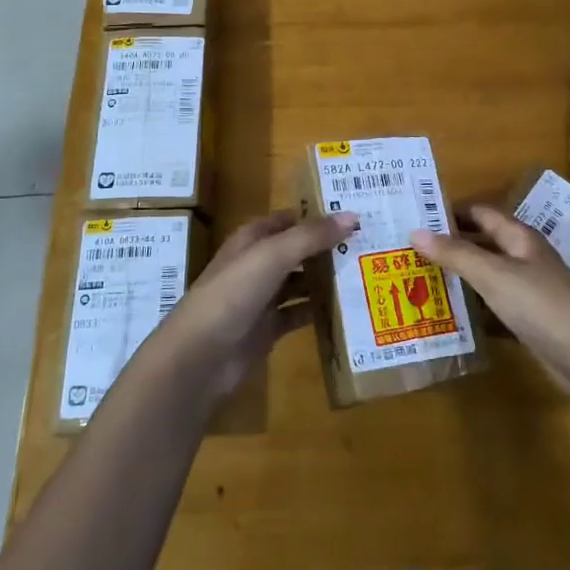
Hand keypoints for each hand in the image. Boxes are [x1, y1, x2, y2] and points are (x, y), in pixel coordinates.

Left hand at [164, 209, 356, 399]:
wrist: (199, 357)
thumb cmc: (232, 294)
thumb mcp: (272, 256)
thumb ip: (311, 236)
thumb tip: (352, 216)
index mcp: (252, 240)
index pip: (288, 219)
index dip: (317, 214)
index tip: (354, 213)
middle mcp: (257, 265)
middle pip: (297, 250)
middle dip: (328, 247)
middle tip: (370, 243)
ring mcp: (262, 298)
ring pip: (300, 282)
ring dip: (326, 279)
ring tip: (366, 273)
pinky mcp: (268, 329)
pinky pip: (299, 314)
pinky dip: (319, 310)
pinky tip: (347, 308)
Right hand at [411, 204, 569, 400]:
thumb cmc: (540, 304)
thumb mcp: (493, 275)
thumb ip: (455, 254)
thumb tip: (415, 231)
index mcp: (519, 237)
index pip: (480, 213)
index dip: (450, 212)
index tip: (415, 217)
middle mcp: (523, 257)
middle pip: (482, 243)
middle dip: (449, 244)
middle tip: (408, 250)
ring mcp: (527, 289)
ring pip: (486, 275)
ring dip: (458, 276)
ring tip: (419, 280)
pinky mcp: (528, 319)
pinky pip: (493, 304)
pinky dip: (472, 306)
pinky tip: (447, 314)